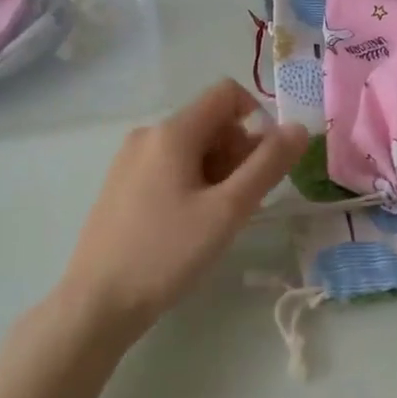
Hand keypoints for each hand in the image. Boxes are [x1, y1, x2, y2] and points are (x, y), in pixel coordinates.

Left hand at [53, 80, 308, 345]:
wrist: (97, 303)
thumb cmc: (167, 253)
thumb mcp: (228, 210)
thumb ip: (268, 165)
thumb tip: (299, 128)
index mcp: (172, 132)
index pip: (227, 93)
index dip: (257, 119)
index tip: (264, 165)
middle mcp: (148, 135)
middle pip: (211, 122)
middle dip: (239, 153)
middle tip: (242, 203)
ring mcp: (130, 160)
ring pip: (192, 148)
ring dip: (219, 172)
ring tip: (218, 220)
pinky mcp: (122, 185)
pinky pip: (171, 167)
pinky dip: (194, 183)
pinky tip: (191, 225)